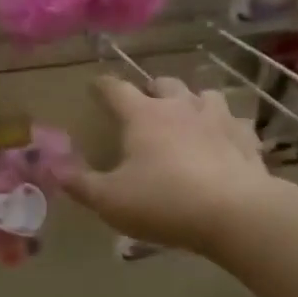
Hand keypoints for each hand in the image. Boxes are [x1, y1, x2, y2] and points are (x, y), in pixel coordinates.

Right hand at [64, 75, 273, 255]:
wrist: (234, 212)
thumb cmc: (163, 202)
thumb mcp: (110, 200)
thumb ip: (80, 183)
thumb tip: (51, 167)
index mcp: (143, 116)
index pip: (116, 90)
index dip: (102, 86)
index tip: (95, 86)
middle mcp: (181, 107)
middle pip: (164, 83)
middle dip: (151, 89)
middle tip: (144, 103)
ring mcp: (218, 119)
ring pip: (204, 95)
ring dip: (192, 101)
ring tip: (187, 115)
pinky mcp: (246, 139)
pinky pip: (235, 123)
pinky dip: (225, 127)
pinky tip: (224, 139)